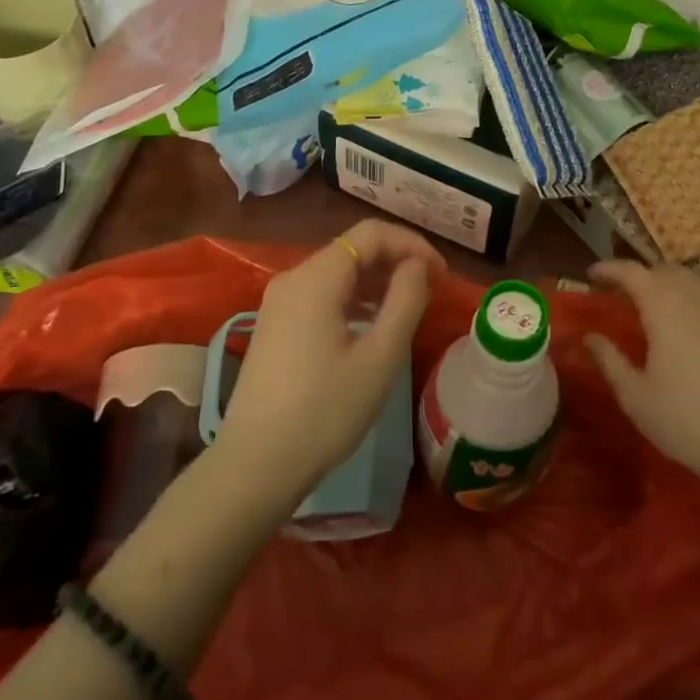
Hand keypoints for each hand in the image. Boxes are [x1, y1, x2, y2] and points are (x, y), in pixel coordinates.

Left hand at [214, 220, 444, 507]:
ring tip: (407, 309)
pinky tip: (371, 326)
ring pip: (337, 272)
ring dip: (376, 281)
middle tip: (430, 292)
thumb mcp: (380, 356)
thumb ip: (406, 300)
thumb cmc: (326, 411)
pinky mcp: (274, 326)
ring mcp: (278, 302)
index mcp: (316, 277)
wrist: (257, 465)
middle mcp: (292, 278)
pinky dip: (353, 299)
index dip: (412, 244)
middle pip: (352, 249)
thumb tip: (417, 266)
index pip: (371, 234)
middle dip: (396, 261)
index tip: (442, 275)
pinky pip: (321, 295)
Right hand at [585, 261, 699, 525]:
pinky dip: (696, 282)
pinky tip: (690, 297)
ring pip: (687, 275)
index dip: (609, 268)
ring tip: (648, 295)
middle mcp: (693, 298)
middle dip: (635, 273)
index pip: (632, 272)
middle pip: (660, 269)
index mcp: (663, 309)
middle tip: (615, 290)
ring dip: (663, 277)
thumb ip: (608, 359)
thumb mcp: (634, 394)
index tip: (590, 275)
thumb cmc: (683, 420)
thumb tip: (589, 336)